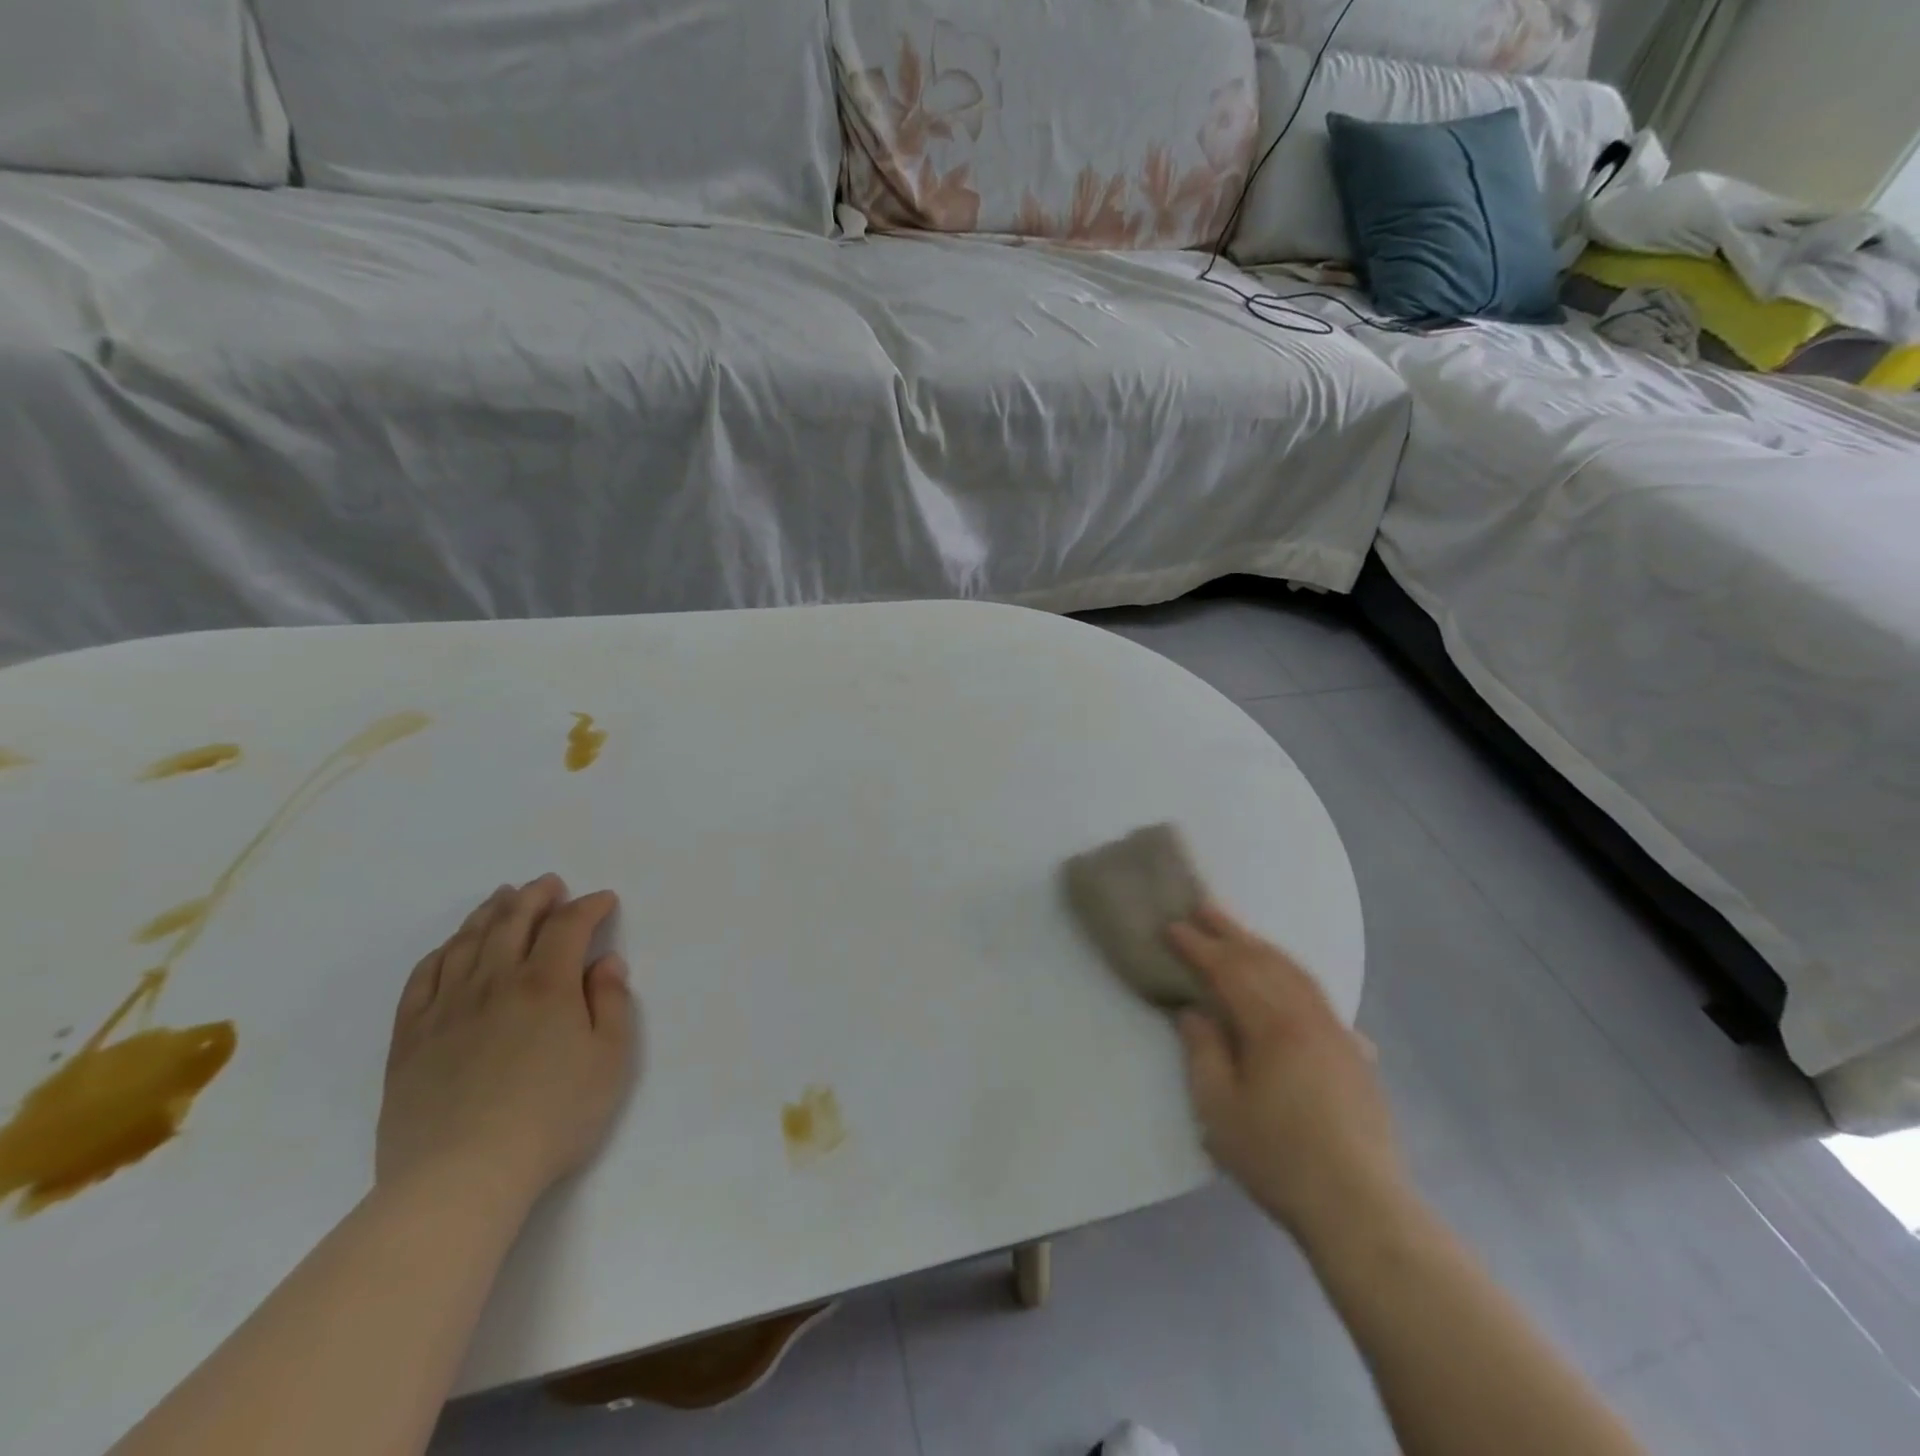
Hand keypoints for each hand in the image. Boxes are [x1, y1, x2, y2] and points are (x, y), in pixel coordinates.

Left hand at [377, 876, 636, 1212]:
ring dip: (490, 912)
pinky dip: (442, 951)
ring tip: (503, 896)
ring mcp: (447, 1008)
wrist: (460, 1177)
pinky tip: (452, 946)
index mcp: (547, 984)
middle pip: (514, 921)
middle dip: (536, 896)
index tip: (604, 902)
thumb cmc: (552, 1117)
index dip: (589, 907)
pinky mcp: (410, 1037)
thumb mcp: (609, 1061)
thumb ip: (612, 1004)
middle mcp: (495, 982)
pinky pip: (423, 978)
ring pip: (468, 942)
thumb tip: (605, 963)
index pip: (569, 926)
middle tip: (550, 883)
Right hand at [1169, 902, 1407, 1245]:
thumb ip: (1203, 1052)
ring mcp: (1337, 1033)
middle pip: (1265, 961)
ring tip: (1240, 934)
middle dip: (1231, 932)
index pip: (1229, 971)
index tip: (1172, 926)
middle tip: (1203, 906)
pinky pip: (1319, 997)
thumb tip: (1194, 1011)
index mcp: (1272, 1026)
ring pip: (1296, 973)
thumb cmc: (1279, 1158)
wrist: (1362, 1207)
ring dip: (1264, 948)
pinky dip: (1294, 976)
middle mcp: (1308, 1017)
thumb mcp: (1219, 1110)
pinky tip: (1292, 984)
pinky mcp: (1354, 1055)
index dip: (1198, 946)